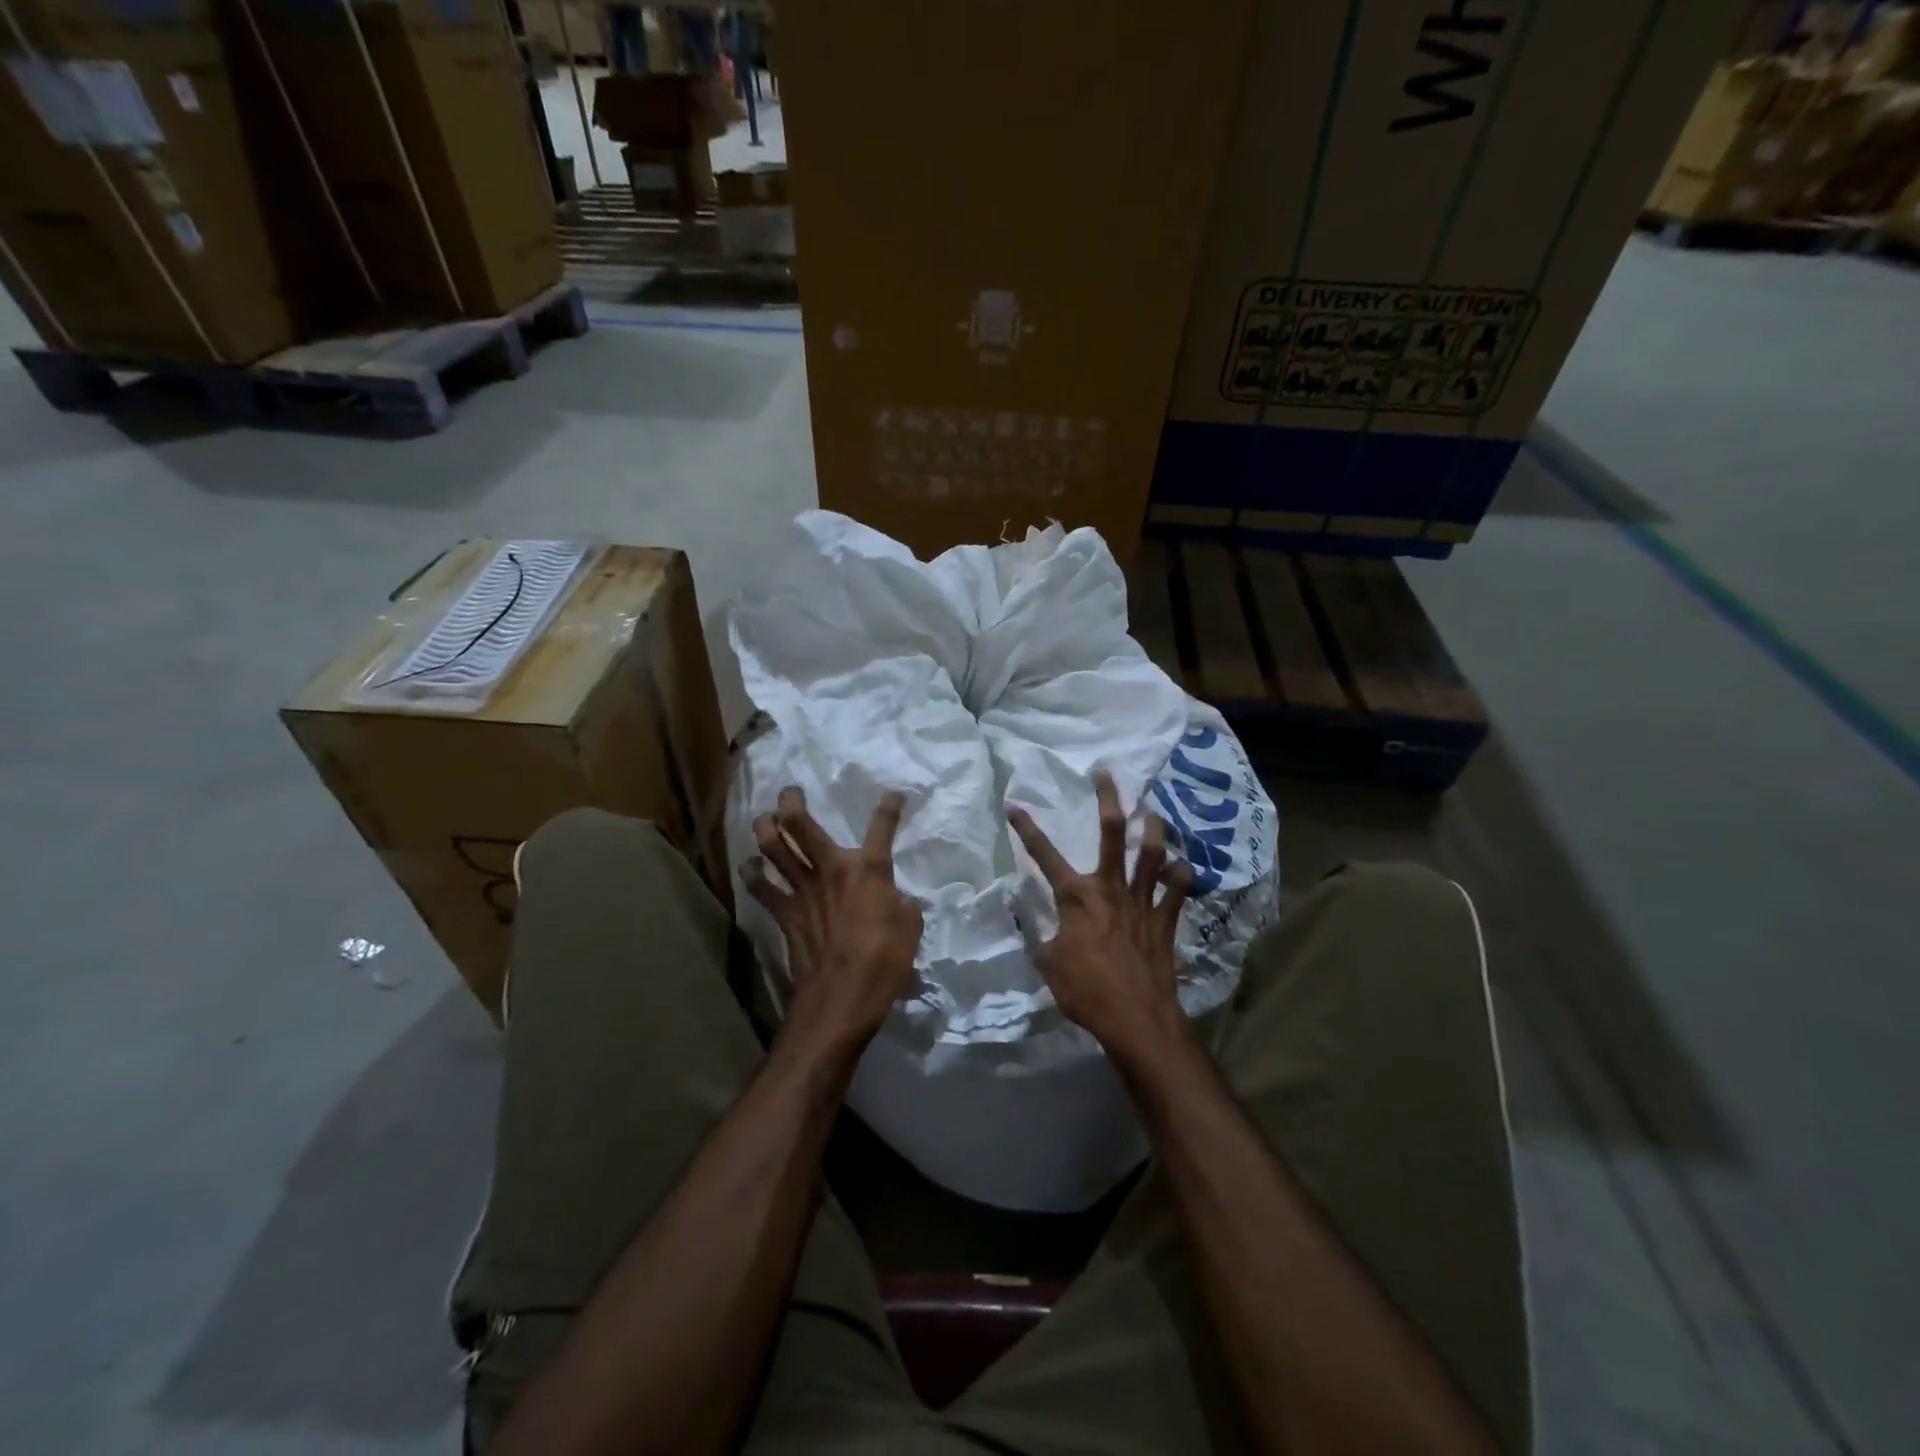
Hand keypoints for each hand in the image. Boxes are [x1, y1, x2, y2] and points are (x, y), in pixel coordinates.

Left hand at [744, 787, 922, 1051]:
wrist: (843, 995)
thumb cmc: (885, 960)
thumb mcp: (910, 926)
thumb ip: (900, 902)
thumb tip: (893, 897)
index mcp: (870, 869)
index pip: (882, 827)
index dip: (889, 807)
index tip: (893, 796)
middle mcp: (832, 868)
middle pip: (802, 825)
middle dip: (792, 802)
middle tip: (789, 793)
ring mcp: (803, 889)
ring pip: (774, 848)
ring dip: (765, 829)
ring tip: (764, 820)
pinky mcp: (785, 913)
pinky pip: (762, 888)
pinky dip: (752, 874)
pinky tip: (749, 866)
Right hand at [1008, 770, 1192, 1064]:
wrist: (1135, 1017)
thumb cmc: (1084, 990)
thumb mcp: (1048, 963)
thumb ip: (1042, 936)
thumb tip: (1038, 925)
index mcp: (1076, 896)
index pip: (1044, 856)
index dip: (1027, 830)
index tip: (1015, 806)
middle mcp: (1109, 888)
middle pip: (1112, 833)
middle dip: (1108, 800)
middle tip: (1106, 774)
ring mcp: (1141, 902)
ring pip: (1152, 855)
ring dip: (1154, 830)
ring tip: (1153, 812)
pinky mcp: (1165, 922)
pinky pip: (1178, 892)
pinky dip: (1182, 877)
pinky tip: (1183, 866)